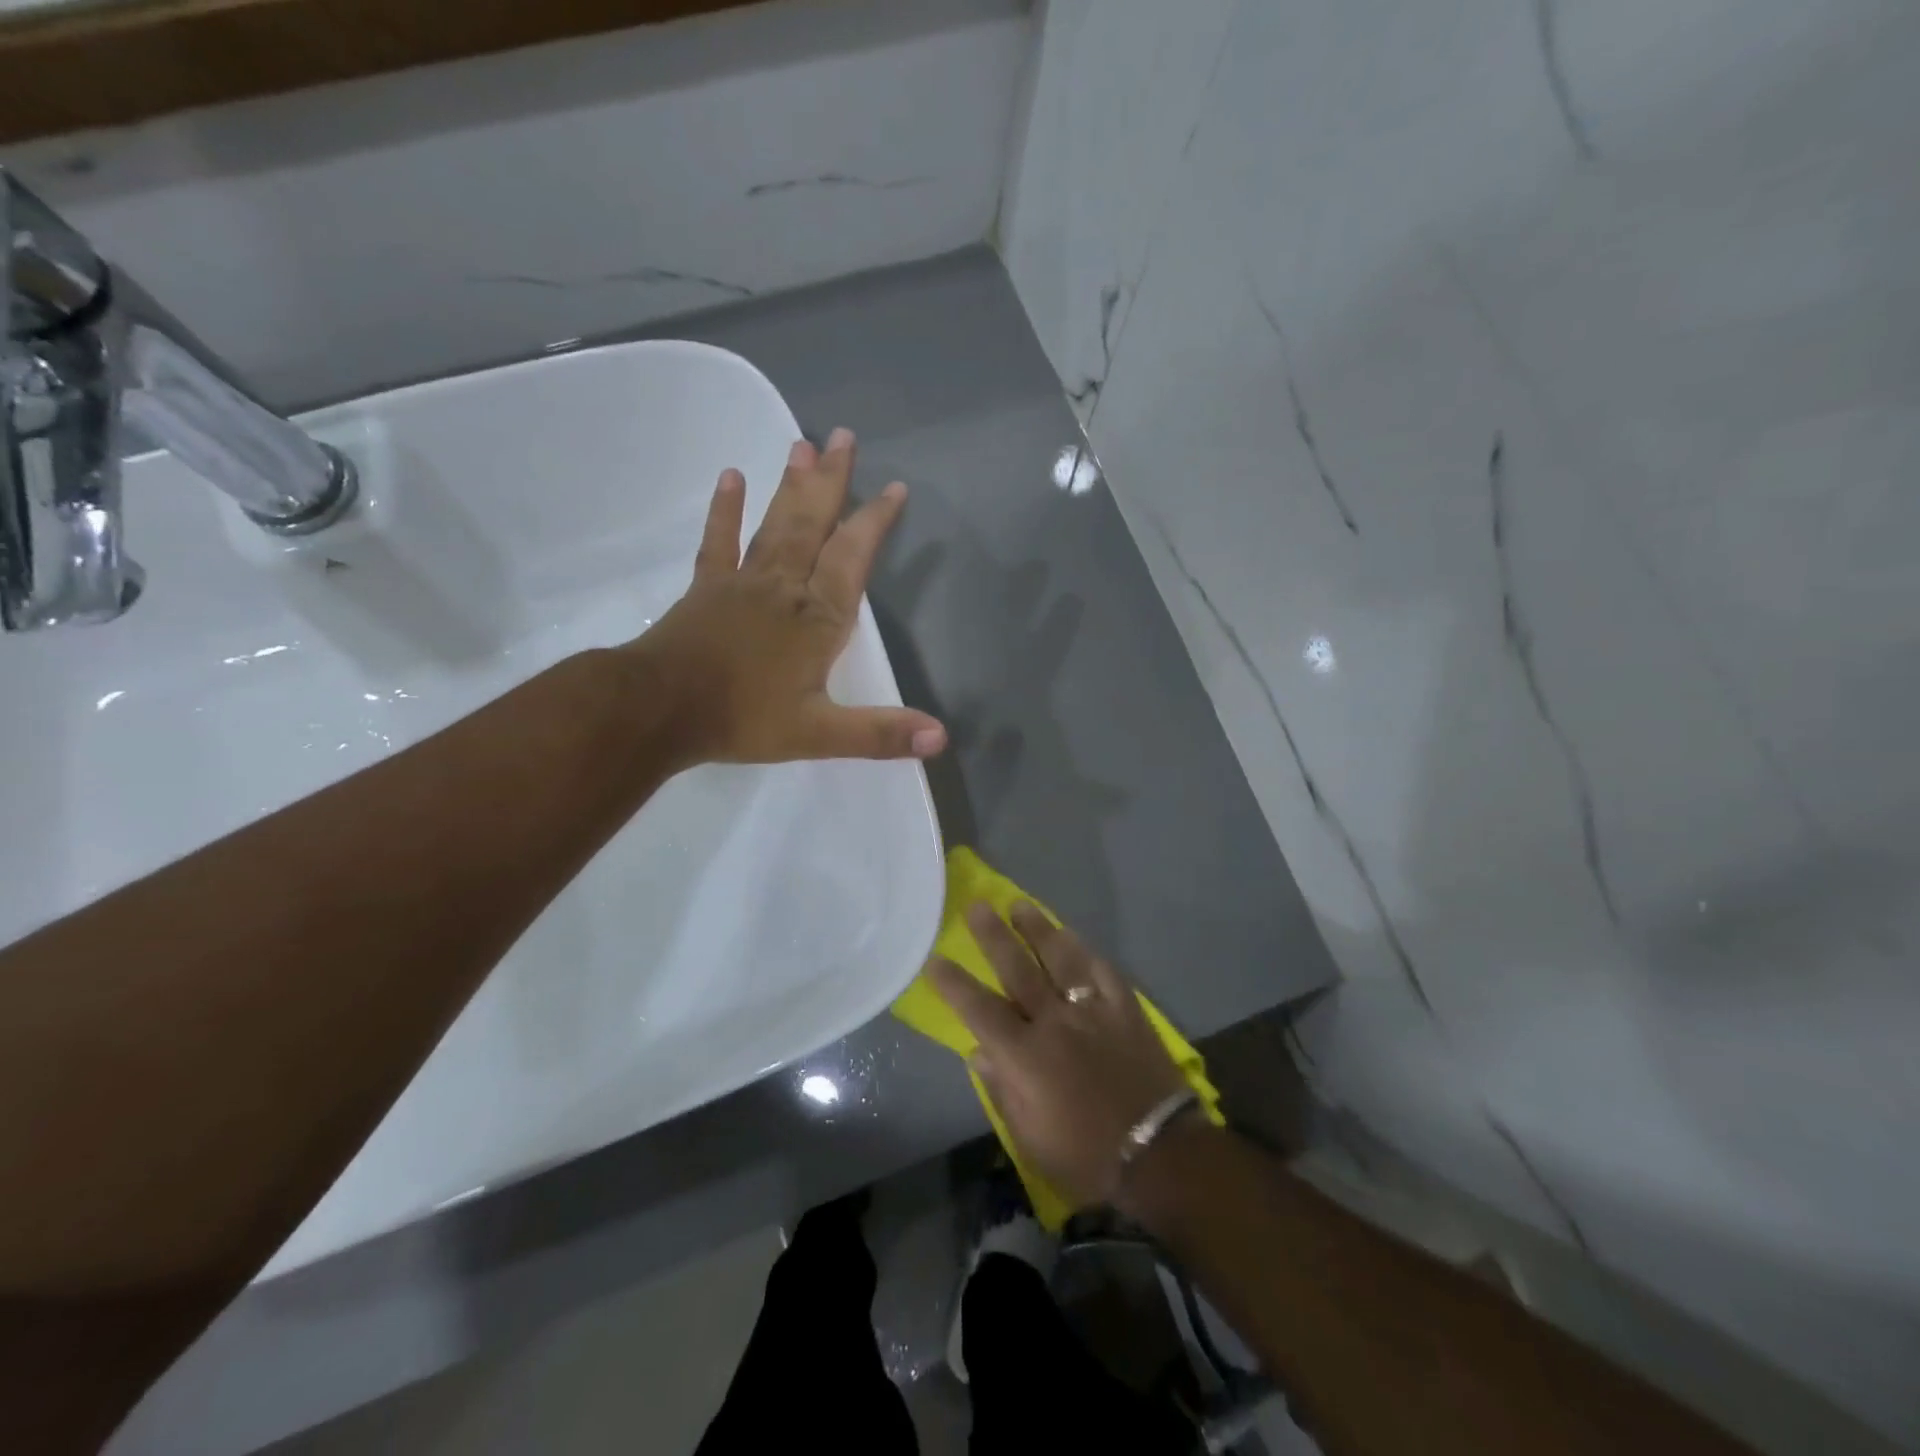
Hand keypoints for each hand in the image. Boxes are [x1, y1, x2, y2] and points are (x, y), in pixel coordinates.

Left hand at [635, 428, 946, 767]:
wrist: (658, 710)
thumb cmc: (742, 719)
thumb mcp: (819, 735)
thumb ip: (880, 734)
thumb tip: (942, 739)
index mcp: (818, 619)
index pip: (853, 558)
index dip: (875, 522)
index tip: (894, 487)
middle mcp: (785, 588)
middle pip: (813, 525)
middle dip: (832, 482)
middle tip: (843, 436)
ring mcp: (743, 583)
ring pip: (775, 525)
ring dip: (792, 486)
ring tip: (802, 444)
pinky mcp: (707, 588)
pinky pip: (720, 542)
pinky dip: (726, 510)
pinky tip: (732, 476)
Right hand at [928, 902, 1187, 1213]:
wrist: (1160, 1156)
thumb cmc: (1086, 1157)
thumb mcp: (1030, 1139)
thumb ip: (1001, 1090)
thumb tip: (979, 1052)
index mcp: (1024, 1056)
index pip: (979, 1009)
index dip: (954, 984)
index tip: (935, 960)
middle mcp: (1054, 1021)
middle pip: (1017, 969)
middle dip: (993, 936)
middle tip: (977, 907)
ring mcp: (1092, 1010)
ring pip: (1060, 958)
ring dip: (1038, 929)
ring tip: (1020, 905)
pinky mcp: (1126, 1009)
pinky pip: (1102, 971)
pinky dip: (1086, 952)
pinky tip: (1074, 936)